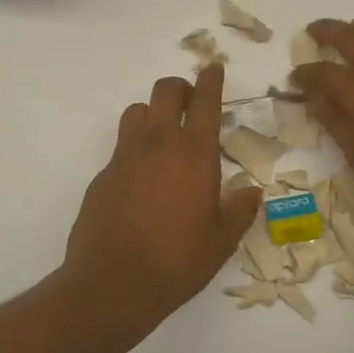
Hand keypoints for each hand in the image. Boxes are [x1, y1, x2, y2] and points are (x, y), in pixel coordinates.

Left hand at [61, 63, 260, 339]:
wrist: (112, 285)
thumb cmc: (177, 262)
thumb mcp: (221, 241)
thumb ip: (239, 211)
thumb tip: (251, 192)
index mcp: (195, 154)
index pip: (205, 102)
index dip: (211, 80)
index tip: (214, 67)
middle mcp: (159, 144)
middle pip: (165, 92)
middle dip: (180, 88)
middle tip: (190, 102)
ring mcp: (125, 157)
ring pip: (137, 112)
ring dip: (153, 114)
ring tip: (164, 137)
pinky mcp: (102, 175)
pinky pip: (121, 147)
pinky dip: (134, 150)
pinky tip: (141, 180)